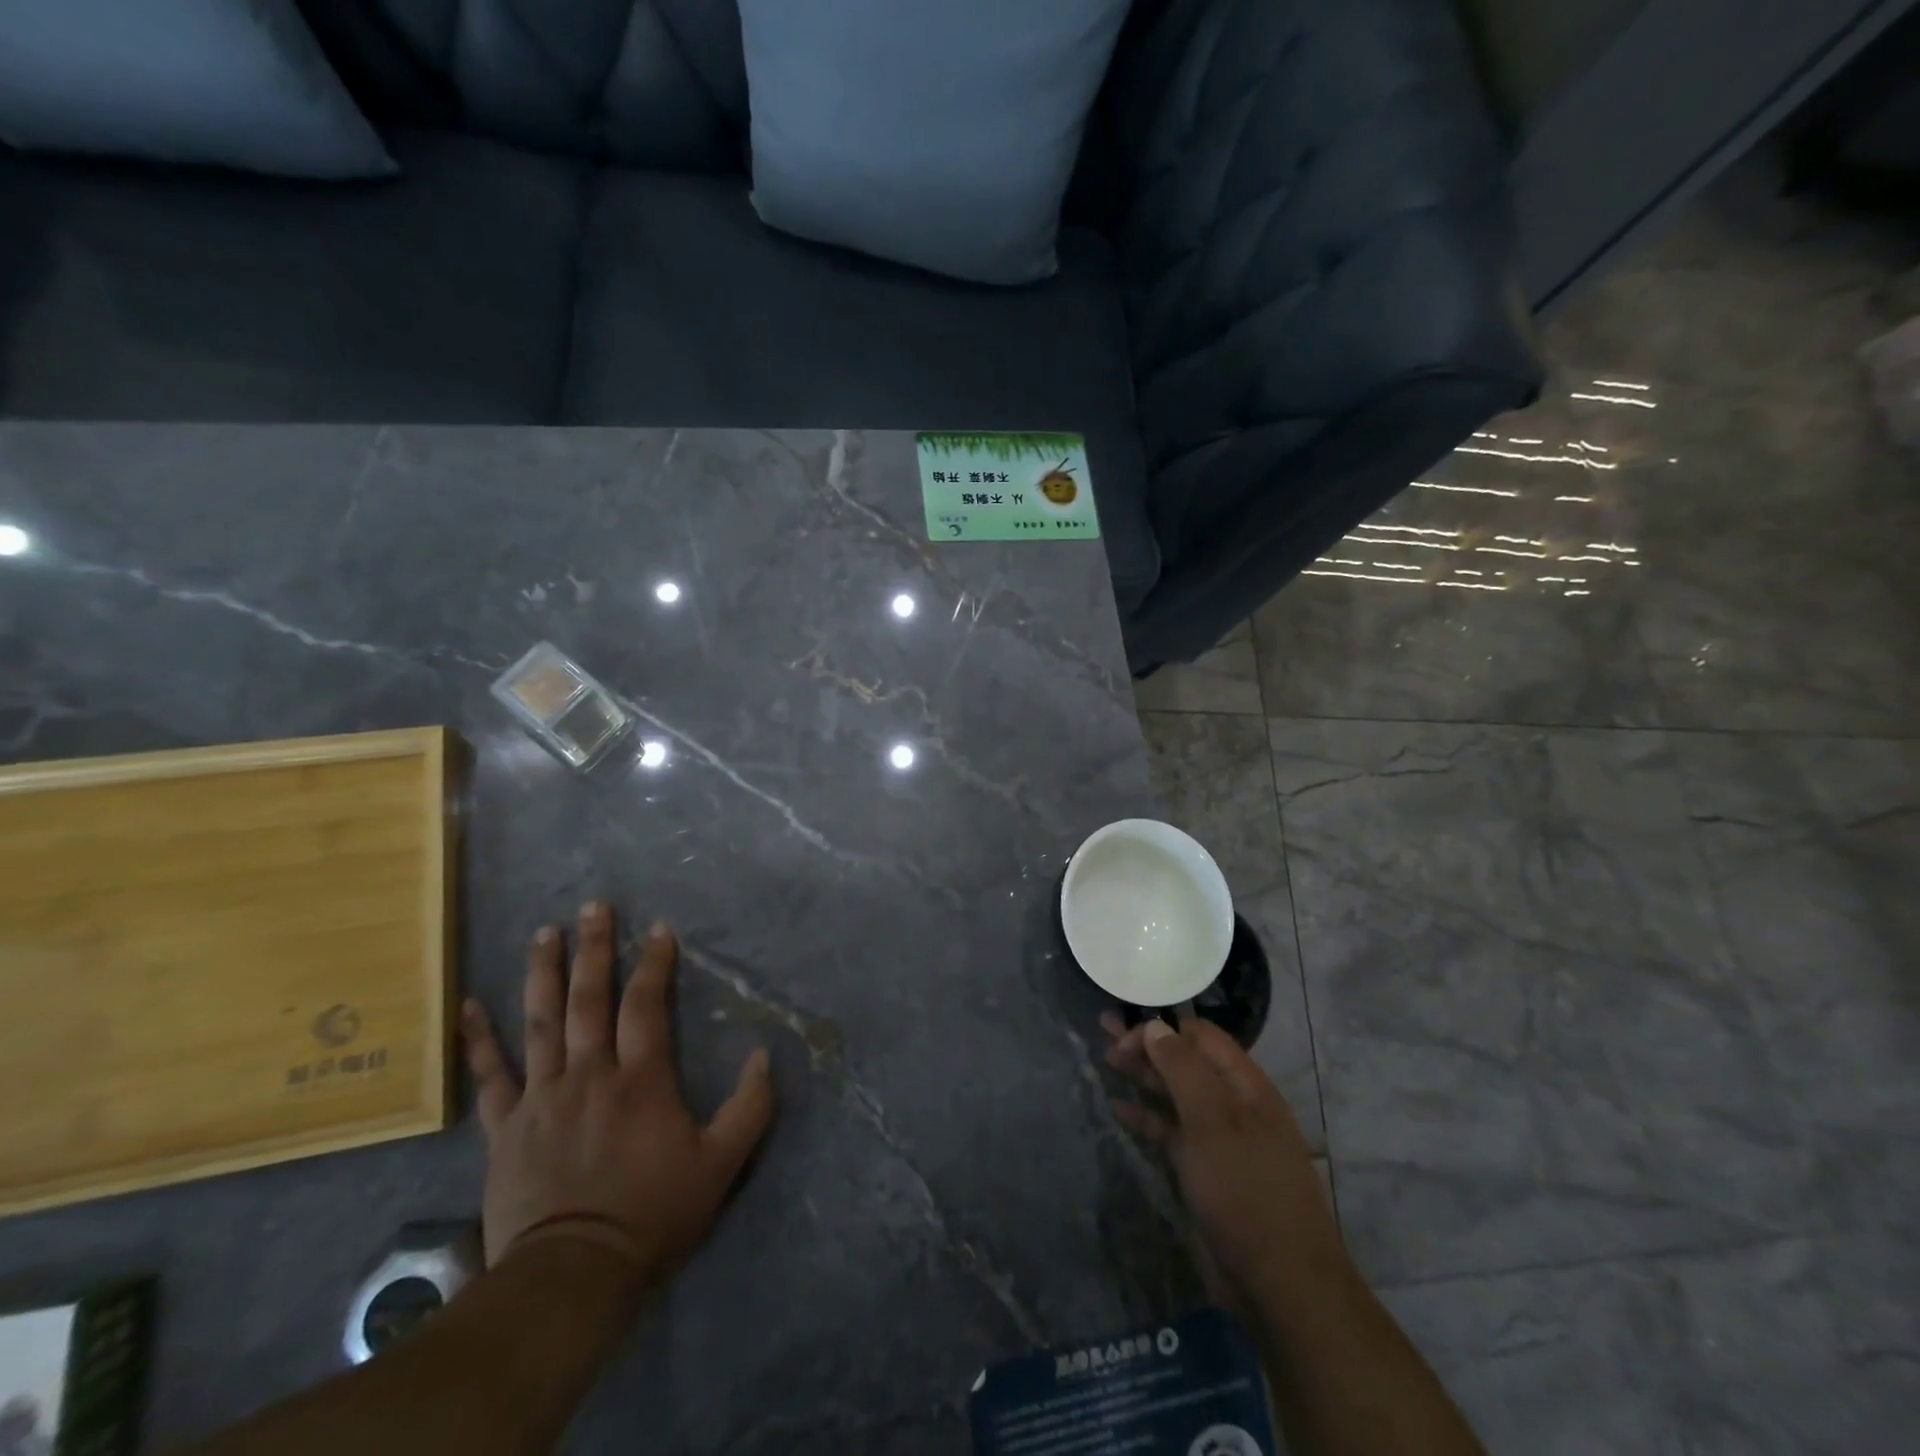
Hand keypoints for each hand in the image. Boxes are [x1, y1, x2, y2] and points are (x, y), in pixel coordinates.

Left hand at [461, 903, 774, 1285]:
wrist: (573, 1275)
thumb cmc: (652, 1214)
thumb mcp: (721, 1164)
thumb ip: (750, 1107)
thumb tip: (766, 1054)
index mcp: (640, 1080)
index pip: (646, 1005)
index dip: (653, 964)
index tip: (659, 930)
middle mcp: (589, 1075)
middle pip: (589, 1000)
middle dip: (594, 949)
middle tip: (594, 907)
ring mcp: (542, 1098)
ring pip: (541, 1023)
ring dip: (543, 974)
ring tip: (544, 933)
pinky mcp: (505, 1128)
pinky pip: (491, 1077)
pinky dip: (479, 1041)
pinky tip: (469, 1006)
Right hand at [1103, 1013, 1337, 1304]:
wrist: (1280, 1285)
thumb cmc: (1246, 1190)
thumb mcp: (1212, 1121)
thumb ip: (1182, 1069)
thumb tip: (1155, 1026)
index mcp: (1244, 1085)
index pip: (1199, 1035)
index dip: (1161, 1027)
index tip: (1122, 1032)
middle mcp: (1232, 1104)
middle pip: (1184, 1060)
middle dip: (1146, 1044)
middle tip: (1103, 1032)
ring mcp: (1219, 1139)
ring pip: (1175, 1094)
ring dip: (1144, 1076)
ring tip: (1106, 1061)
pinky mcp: (1205, 1171)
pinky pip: (1171, 1132)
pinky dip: (1146, 1117)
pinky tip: (1119, 1109)